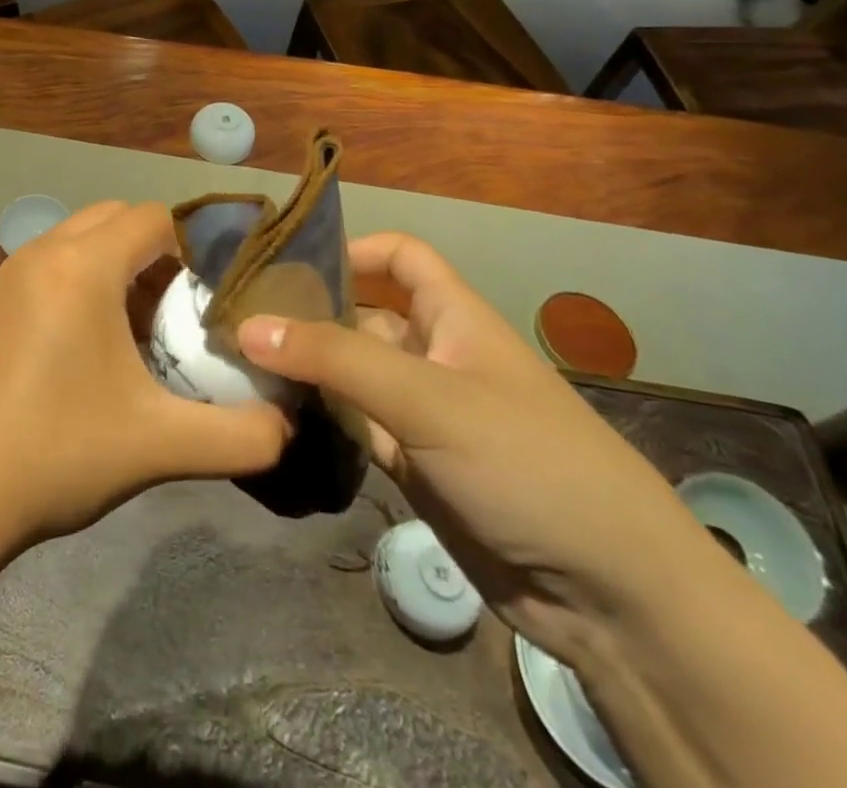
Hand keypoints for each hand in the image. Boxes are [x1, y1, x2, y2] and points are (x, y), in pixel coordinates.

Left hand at [0, 202, 289, 548]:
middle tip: (179, 313)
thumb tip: (287, 427)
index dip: (191, 248)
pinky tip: (93, 345)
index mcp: (82, 266)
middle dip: (156, 253)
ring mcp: (11, 272)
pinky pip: (54, 261)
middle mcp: (44, 251)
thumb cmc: (59, 454)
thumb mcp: (162, 445)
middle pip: (117, 218)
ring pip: (82, 237)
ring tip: (141, 330)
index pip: (153, 218)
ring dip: (118, 265)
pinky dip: (84, 279)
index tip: (211, 298)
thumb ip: (242, 436)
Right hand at [237, 232, 736, 668]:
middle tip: (236, 315)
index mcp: (453, 317)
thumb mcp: (429, 399)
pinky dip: (320, 415)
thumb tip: (248, 326)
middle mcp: (434, 354)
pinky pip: (354, 423)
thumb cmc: (526, 462)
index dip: (352, 249)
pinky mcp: (412, 462)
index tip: (288, 262)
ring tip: (236, 360)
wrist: (610, 596)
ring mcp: (421, 411)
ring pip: (351, 372)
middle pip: (362, 314)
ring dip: (306, 366)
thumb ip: (336, 359)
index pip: (400, 256)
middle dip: (309, 311)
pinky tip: (273, 412)